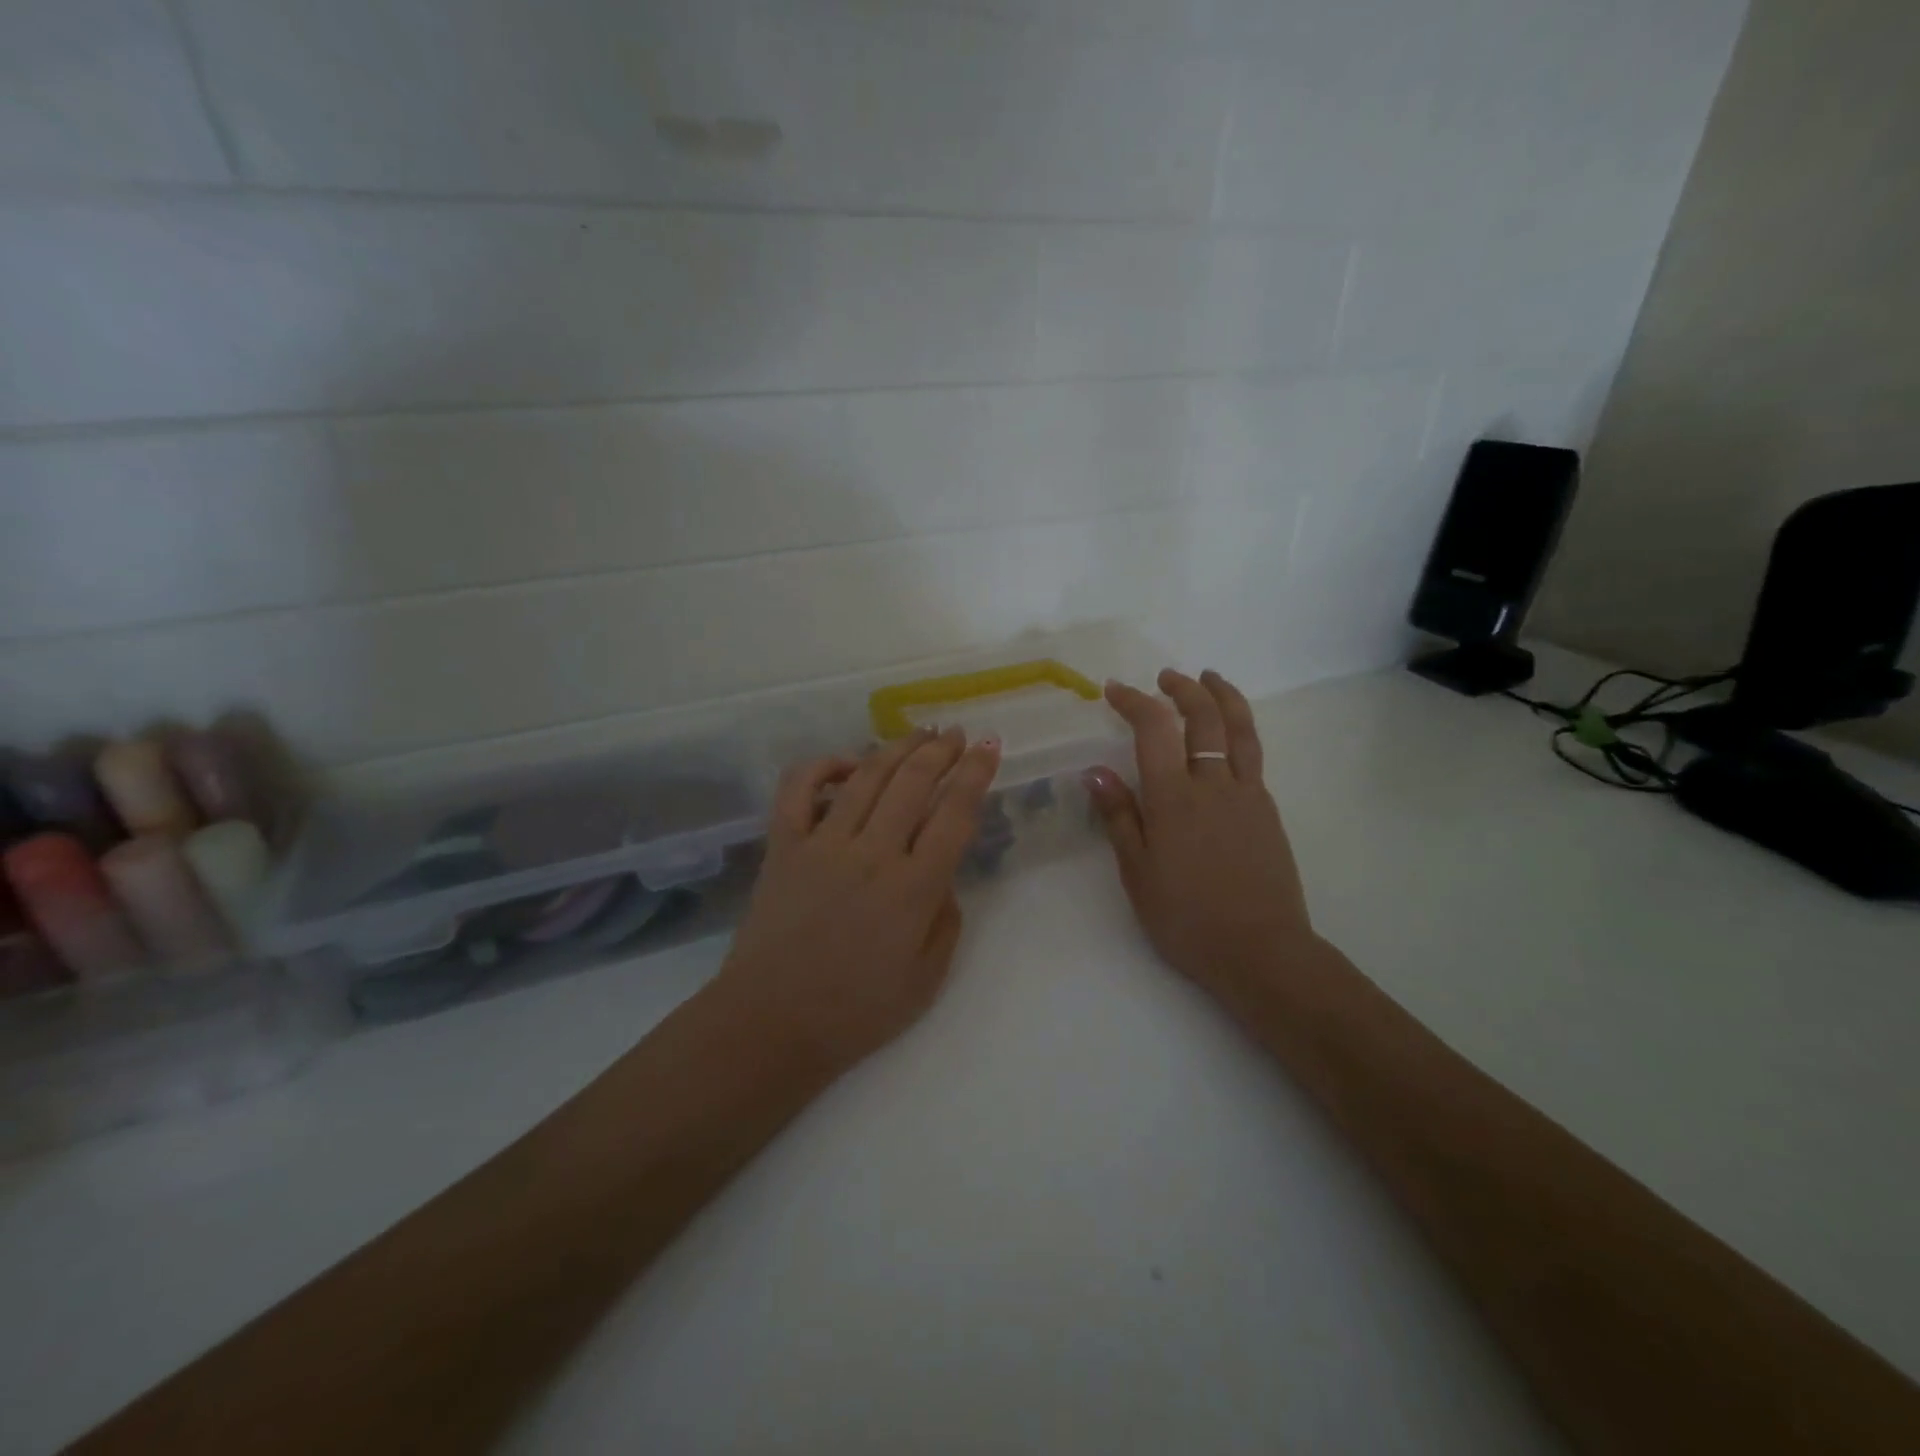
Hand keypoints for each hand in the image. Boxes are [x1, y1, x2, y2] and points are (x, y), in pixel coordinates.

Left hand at [712, 727, 1000, 1071]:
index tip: (991, 747)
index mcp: (913, 888)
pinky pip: (798, 790)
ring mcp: (823, 845)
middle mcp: (872, 854)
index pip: (954, 814)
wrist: (771, 1024)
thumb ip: (945, 920)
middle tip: (956, 733)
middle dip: (940, 750)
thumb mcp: (927, 978)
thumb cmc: (856, 1011)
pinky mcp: (783, 847)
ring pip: (865, 777)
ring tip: (918, 733)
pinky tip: (847, 762)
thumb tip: (942, 877)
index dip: (976, 774)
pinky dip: (822, 766)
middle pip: (912, 782)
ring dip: (896, 748)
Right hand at [1085, 669, 1311, 999]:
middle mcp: (1213, 784)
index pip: (1154, 728)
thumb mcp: (1138, 873)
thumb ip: (1119, 817)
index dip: (1133, 701)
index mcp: (1173, 799)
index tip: (1114, 690)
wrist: (1261, 951)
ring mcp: (1247, 794)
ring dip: (1222, 695)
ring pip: (1239, 728)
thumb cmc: (1187, 918)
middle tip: (1165, 677)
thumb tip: (1096, 771)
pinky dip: (1239, 730)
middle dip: (1183, 688)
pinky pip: (1253, 755)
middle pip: (1203, 716)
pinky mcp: (1268, 810)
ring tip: (1209, 678)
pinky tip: (1227, 737)